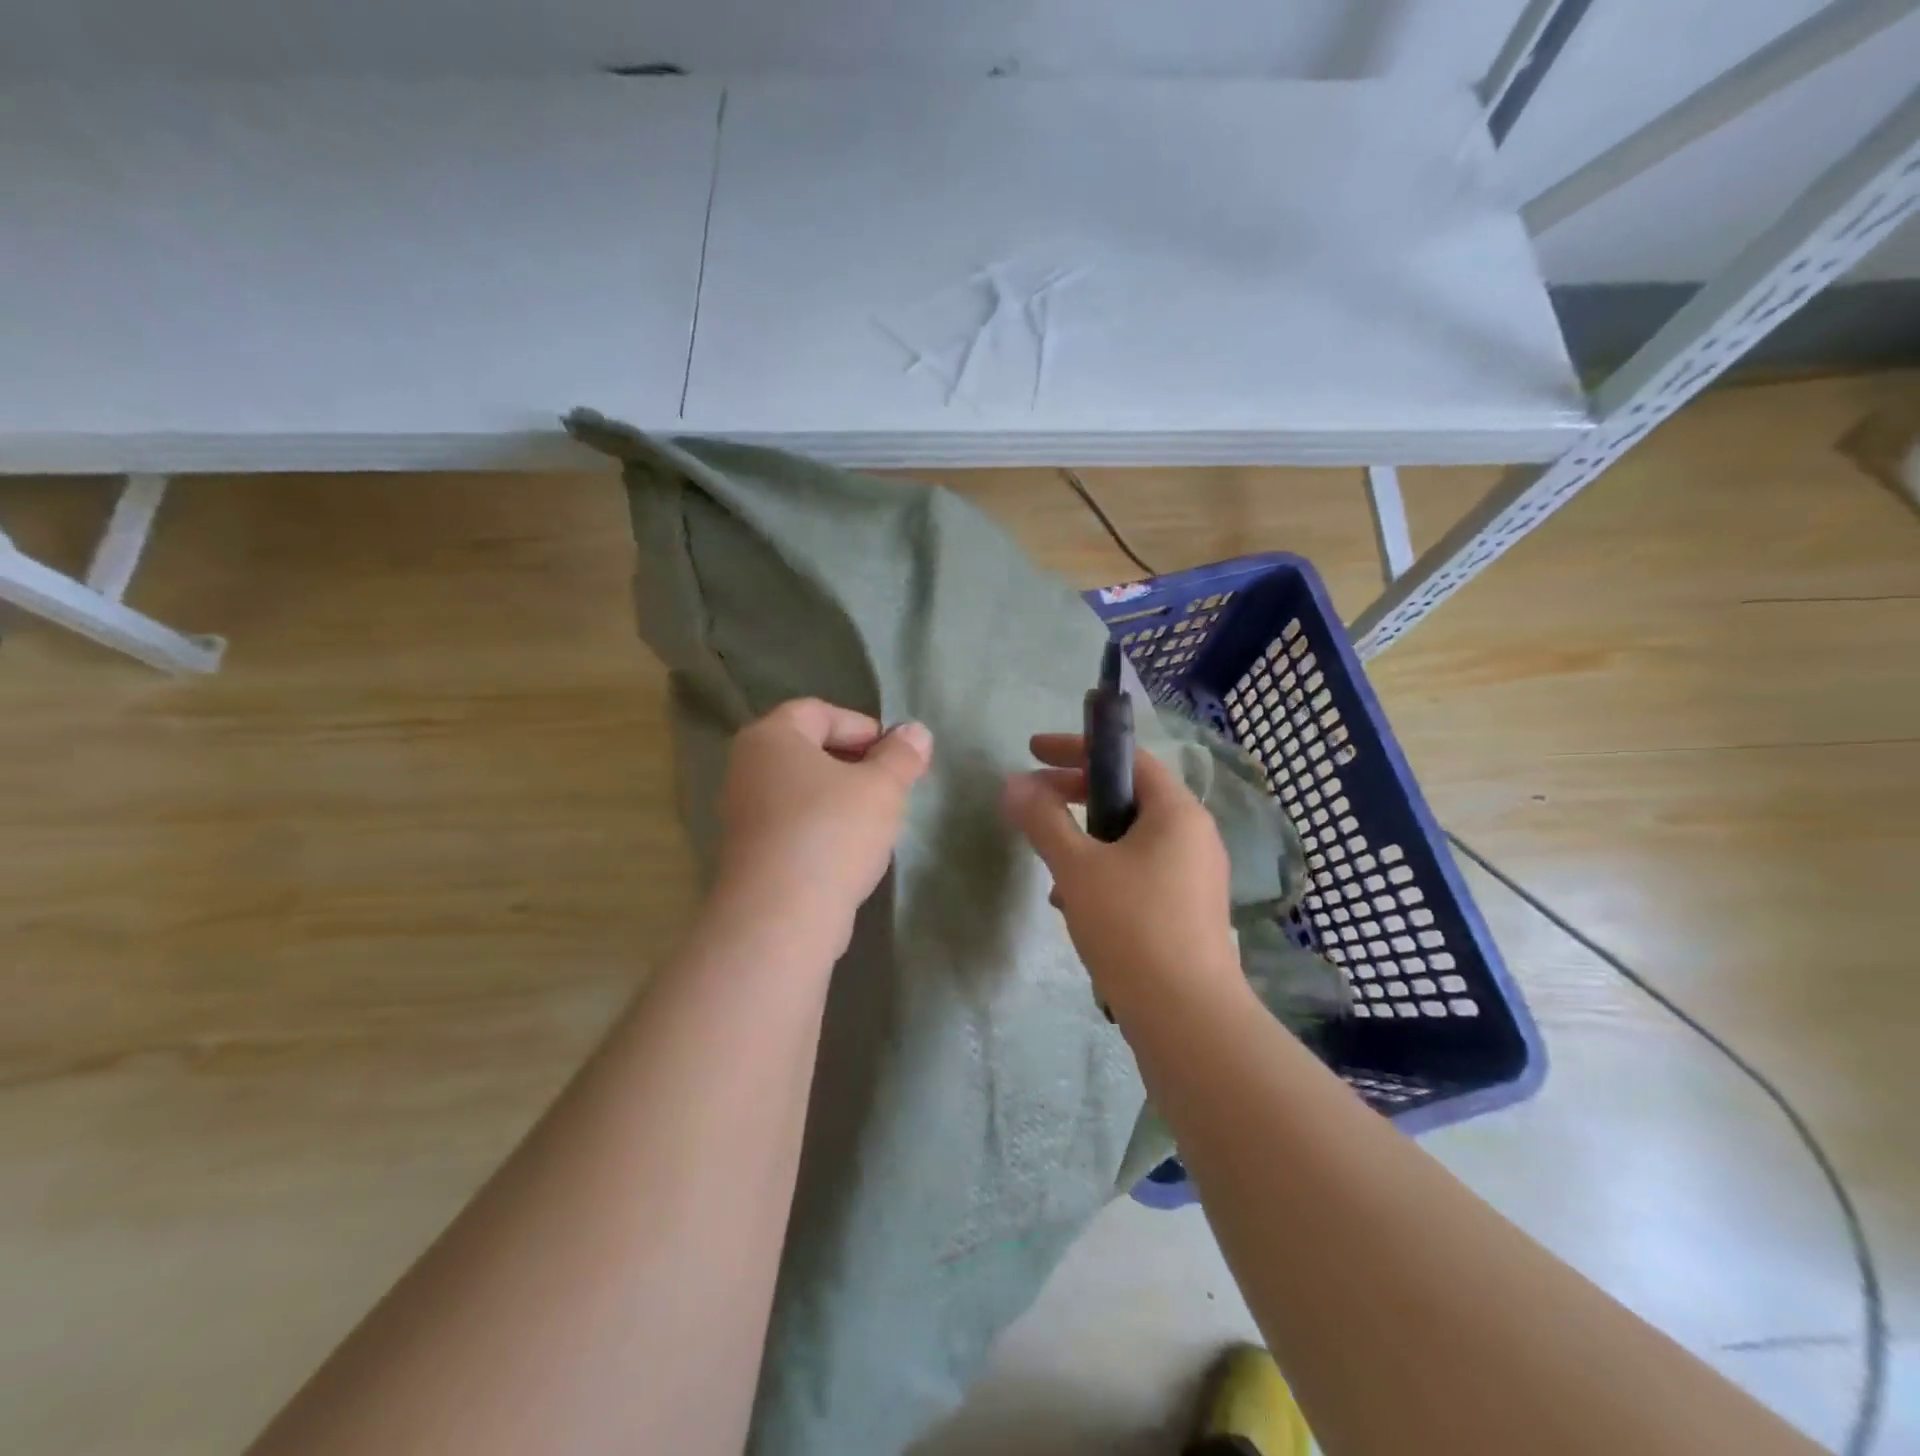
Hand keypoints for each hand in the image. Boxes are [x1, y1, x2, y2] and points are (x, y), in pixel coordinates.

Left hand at [713, 699, 932, 948]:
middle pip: (808, 750)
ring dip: (838, 798)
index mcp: (771, 737)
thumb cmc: (832, 832)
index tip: (894, 756)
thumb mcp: (882, 787)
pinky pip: (791, 824)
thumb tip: (916, 732)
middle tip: (889, 786)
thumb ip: (902, 755)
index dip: (862, 727)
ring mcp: (742, 812)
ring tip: (874, 820)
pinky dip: (820, 827)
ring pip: (800, 790)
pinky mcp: (748, 852)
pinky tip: (847, 851)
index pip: (819, 711)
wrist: (781, 916)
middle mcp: (746, 767)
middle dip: (854, 763)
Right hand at [1003, 733, 1241, 1010]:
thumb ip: (1043, 820)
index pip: (1127, 757)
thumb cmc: (1132, 925)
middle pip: (1128, 797)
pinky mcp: (1188, 910)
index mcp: (1176, 812)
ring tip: (1051, 870)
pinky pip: (1139, 873)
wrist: (1187, 1018)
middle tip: (1034, 804)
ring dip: (1086, 843)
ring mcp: (1195, 875)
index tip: (1033, 752)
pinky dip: (1104, 875)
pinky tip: (1076, 908)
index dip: (1076, 749)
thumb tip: (1013, 784)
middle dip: (1075, 798)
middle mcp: (1194, 835)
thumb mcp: (1077, 867)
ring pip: (1130, 840)